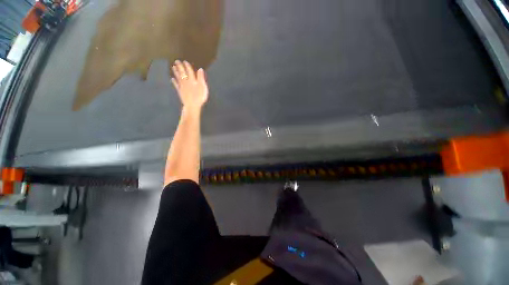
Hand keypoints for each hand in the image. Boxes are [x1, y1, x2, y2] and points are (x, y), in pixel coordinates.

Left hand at [171, 60, 208, 110]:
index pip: (189, 71)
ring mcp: (182, 87)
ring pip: (178, 77)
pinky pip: (176, 85)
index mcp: (192, 80)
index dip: (187, 66)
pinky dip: (174, 82)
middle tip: (176, 61)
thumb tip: (200, 69)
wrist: (192, 105)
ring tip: (173, 67)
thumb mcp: (203, 86)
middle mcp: (186, 82)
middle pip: (182, 73)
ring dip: (176, 72)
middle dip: (179, 67)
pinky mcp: (180, 92)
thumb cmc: (199, 96)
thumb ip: (201, 78)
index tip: (185, 61)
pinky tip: (172, 79)